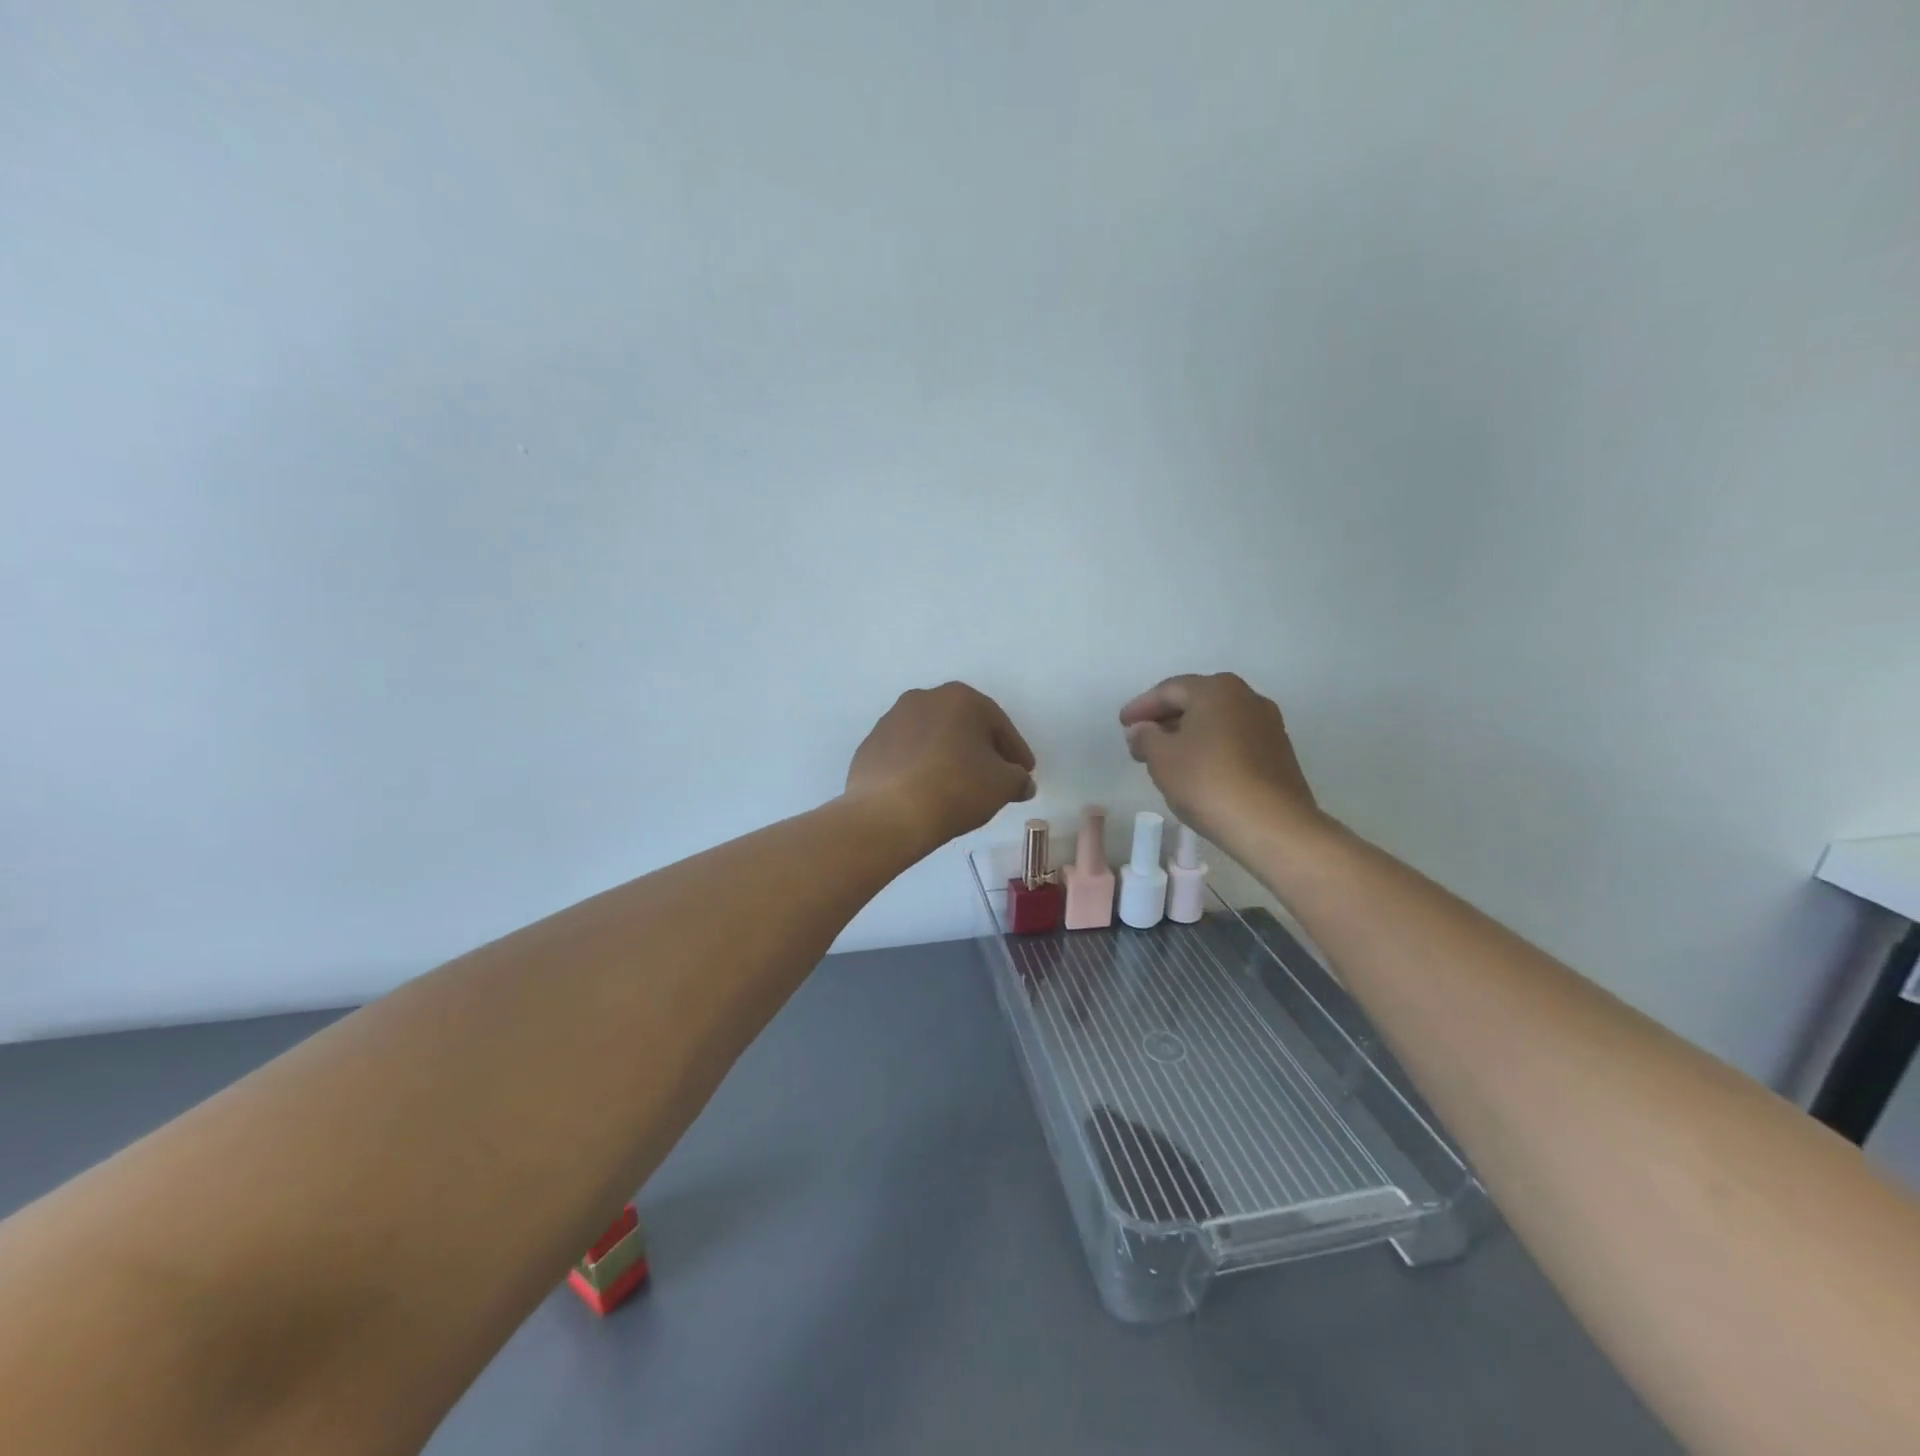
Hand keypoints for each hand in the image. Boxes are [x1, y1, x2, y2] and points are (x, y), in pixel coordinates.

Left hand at [846, 683, 1036, 848]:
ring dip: (948, 757)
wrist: (888, 814)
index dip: (1016, 752)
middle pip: (963, 726)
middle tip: (994, 778)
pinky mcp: (869, 747)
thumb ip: (1019, 779)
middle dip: (981, 750)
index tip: (1025, 773)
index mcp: (960, 698)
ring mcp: (890, 721)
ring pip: (932, 738)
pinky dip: (920, 769)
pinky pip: (906, 756)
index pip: (999, 725)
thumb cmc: (955, 789)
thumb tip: (1021, 783)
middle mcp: (923, 699)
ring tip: (958, 788)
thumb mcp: (1003, 786)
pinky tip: (926, 792)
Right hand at [1118, 673, 1323, 851]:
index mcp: (1216, 690)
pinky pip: (1233, 740)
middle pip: (1196, 702)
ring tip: (1165, 758)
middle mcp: (1246, 697)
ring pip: (1216, 722)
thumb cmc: (1208, 782)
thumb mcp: (1162, 759)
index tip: (1122, 724)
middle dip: (1165, 720)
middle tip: (1140, 741)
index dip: (1141, 707)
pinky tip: (1196, 770)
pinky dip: (1210, 748)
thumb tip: (1142, 729)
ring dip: (1188, 735)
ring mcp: (1267, 724)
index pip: (1169, 690)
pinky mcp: (1278, 752)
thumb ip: (1145, 737)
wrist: (1273, 825)